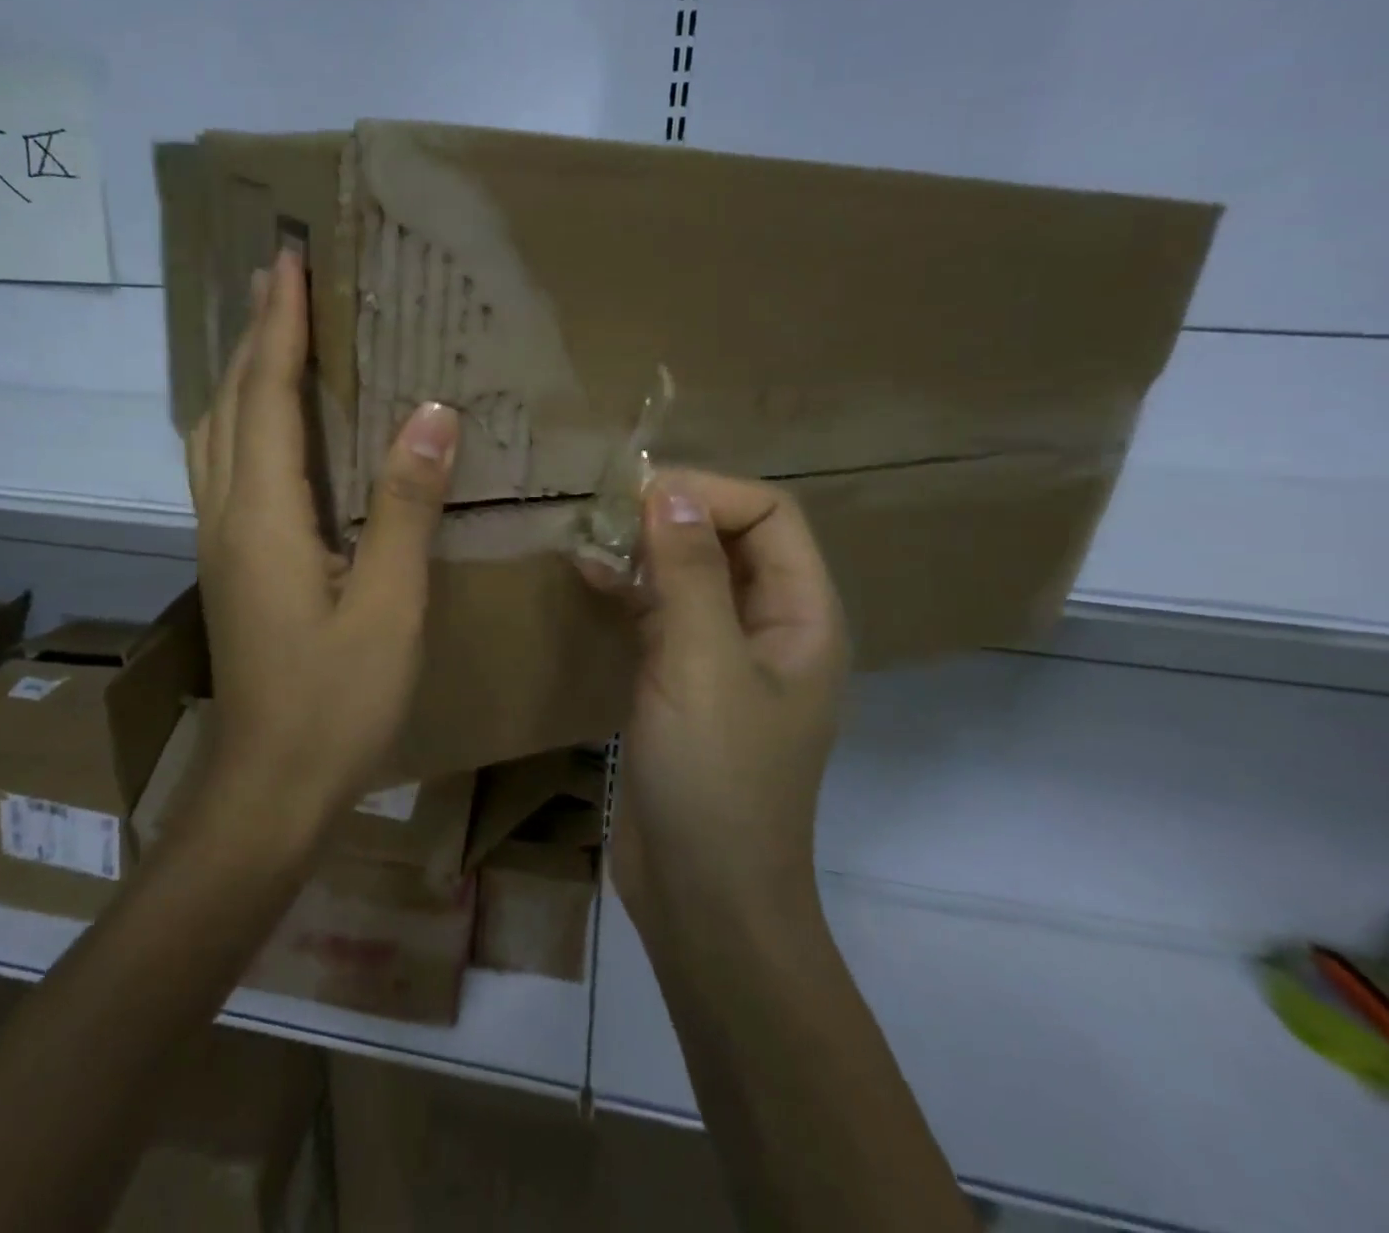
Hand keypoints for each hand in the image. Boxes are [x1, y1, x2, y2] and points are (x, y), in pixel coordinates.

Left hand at [187, 246, 460, 827]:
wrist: (271, 785)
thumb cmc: (336, 701)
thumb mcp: (388, 604)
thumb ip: (404, 507)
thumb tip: (431, 413)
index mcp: (264, 517)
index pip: (266, 395)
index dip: (278, 325)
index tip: (289, 260)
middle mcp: (227, 517)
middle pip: (229, 405)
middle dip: (254, 336)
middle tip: (283, 280)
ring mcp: (221, 543)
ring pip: (217, 436)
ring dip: (242, 377)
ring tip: (276, 336)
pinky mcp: (231, 566)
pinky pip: (228, 468)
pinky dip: (244, 423)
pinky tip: (275, 427)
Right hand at [581, 470, 849, 923]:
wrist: (702, 897)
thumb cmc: (716, 779)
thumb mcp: (702, 664)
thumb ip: (689, 572)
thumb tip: (668, 491)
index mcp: (802, 616)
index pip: (769, 516)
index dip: (709, 494)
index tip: (638, 497)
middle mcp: (771, 626)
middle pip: (730, 539)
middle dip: (673, 515)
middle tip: (605, 510)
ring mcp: (725, 656)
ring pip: (691, 575)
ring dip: (646, 549)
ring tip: (589, 534)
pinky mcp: (683, 682)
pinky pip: (662, 614)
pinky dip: (629, 589)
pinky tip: (586, 576)